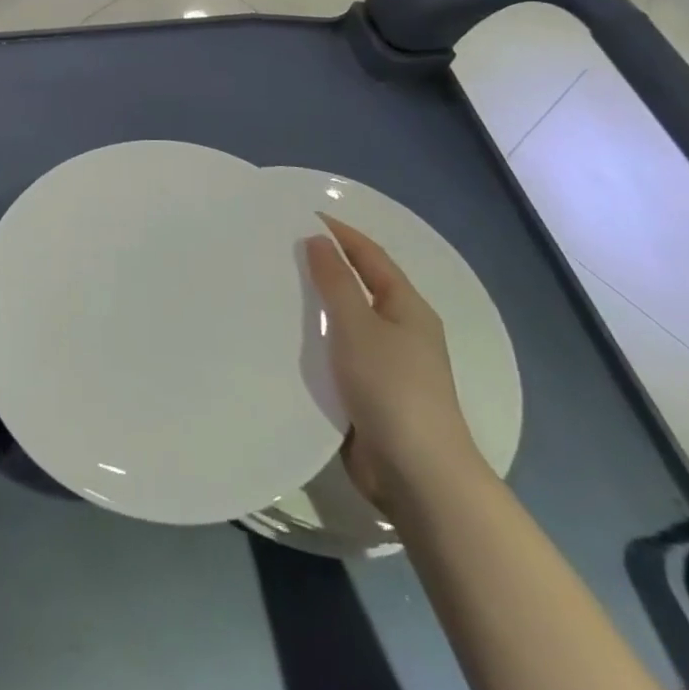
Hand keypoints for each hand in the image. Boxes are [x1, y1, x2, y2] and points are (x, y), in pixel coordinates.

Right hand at [305, 214, 486, 517]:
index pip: (371, 256)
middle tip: (278, 249)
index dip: (340, 233)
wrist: (416, 474)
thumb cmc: (391, 387)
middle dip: (323, 266)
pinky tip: (283, 338)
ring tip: (272, 287)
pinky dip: (313, 341)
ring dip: (315, 305)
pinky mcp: (367, 393)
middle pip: (359, 286)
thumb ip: (336, 281)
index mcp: (407, 308)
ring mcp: (385, 365)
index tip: (301, 215)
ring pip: (344, 322)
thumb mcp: (359, 325)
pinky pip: (336, 354)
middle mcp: (400, 331)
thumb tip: (318, 240)